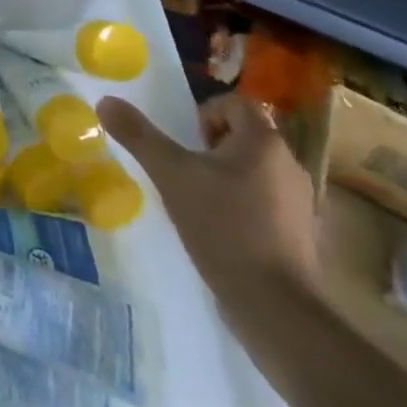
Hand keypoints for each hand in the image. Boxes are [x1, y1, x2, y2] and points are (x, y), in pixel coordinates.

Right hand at [98, 92, 319, 317]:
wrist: (275, 306)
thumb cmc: (223, 226)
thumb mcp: (171, 175)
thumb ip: (139, 136)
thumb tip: (106, 101)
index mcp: (264, 142)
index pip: (234, 104)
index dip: (204, 113)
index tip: (183, 143)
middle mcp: (289, 164)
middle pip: (244, 136)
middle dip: (210, 148)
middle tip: (184, 171)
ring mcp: (300, 202)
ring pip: (254, 171)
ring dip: (225, 177)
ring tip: (197, 201)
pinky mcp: (300, 234)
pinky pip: (266, 202)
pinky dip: (242, 206)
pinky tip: (220, 231)